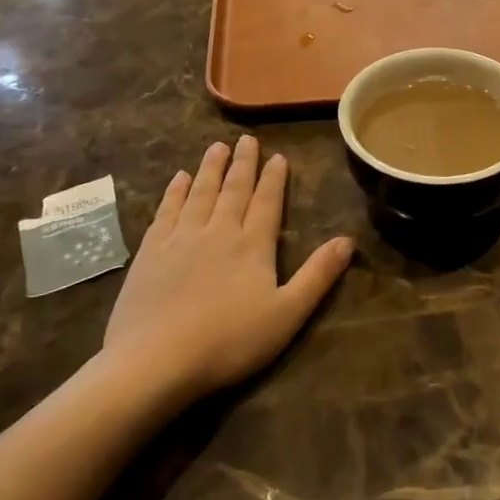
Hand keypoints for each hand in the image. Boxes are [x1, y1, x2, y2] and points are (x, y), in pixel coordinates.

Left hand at [103, 137, 352, 402]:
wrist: (155, 360)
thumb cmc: (229, 341)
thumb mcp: (287, 314)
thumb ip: (318, 275)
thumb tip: (349, 240)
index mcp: (253, 246)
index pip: (267, 202)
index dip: (274, 178)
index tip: (278, 155)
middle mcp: (217, 231)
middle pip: (233, 190)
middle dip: (243, 164)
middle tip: (247, 139)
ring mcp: (180, 239)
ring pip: (199, 193)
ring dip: (210, 168)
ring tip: (217, 146)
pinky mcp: (150, 252)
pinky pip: (166, 211)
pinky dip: (174, 192)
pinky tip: (178, 179)